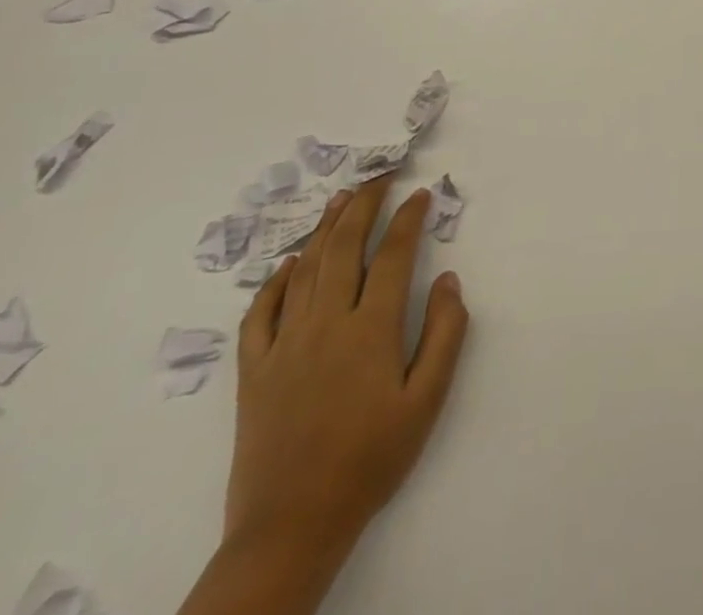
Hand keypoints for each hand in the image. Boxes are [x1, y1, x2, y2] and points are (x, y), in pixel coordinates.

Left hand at [228, 179, 470, 557]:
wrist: (292, 525)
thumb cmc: (371, 459)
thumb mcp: (426, 400)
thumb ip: (444, 334)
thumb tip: (448, 280)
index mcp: (370, 329)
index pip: (394, 255)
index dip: (410, 218)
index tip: (423, 193)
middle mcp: (326, 324)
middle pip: (344, 247)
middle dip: (364, 205)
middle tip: (381, 176)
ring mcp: (284, 345)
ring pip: (304, 270)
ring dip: (324, 229)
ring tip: (340, 199)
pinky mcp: (254, 370)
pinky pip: (260, 313)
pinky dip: (274, 282)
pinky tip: (288, 265)